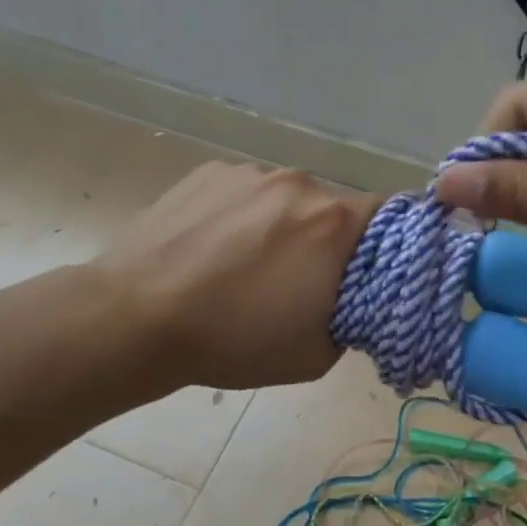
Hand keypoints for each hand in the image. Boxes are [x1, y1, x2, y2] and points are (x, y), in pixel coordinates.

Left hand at [99, 162, 379, 388]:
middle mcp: (299, 183)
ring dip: (281, 226)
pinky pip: (244, 192)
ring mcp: (250, 173)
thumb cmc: (233, 341)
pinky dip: (241, 215)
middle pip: (333, 207)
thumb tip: (352, 298)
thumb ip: (352, 317)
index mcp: (334, 223)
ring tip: (243, 265)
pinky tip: (211, 249)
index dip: (385, 244)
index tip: (367, 272)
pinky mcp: (208, 172)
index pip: (390, 216)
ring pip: (286, 199)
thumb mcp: (316, 353)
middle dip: (327, 240)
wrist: (136, 318)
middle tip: (300, 279)